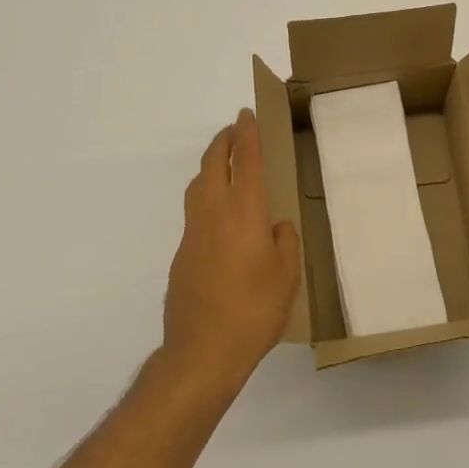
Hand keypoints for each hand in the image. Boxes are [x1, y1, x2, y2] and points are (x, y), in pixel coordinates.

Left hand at [162, 110, 301, 397]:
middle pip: (213, 163)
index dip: (246, 133)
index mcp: (243, 212)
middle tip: (234, 131)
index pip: (244, 159)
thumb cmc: (253, 311)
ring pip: (197, 185)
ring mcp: (192, 233)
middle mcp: (213, 213)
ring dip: (210, 166)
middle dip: (223, 141)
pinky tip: (218, 218)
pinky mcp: (181, 255)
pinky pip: (194, 212)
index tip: (246, 115)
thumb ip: (283, 241)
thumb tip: (274, 227)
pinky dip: (205, 198)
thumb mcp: (287, 275)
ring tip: (222, 164)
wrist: (201, 352)